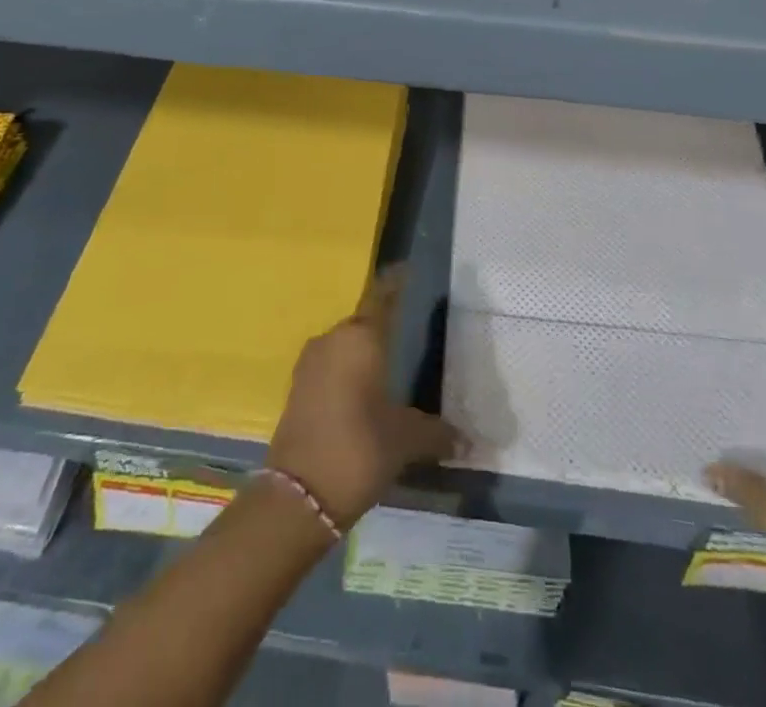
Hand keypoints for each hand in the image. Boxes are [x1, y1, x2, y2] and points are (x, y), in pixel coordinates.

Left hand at [266, 269, 460, 529]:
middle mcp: (333, 340)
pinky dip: (347, 374)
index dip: (396, 283)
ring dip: (363, 353)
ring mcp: (310, 364)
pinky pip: (330, 368)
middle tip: (408, 333)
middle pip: (362, 323)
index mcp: (361, 338)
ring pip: (344, 347)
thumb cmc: (360, 449)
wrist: (298, 496)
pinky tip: (363, 393)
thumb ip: (437, 433)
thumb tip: (468, 441)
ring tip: (387, 368)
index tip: (407, 270)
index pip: (382, 297)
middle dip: (383, 326)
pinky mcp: (297, 389)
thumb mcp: (406, 440)